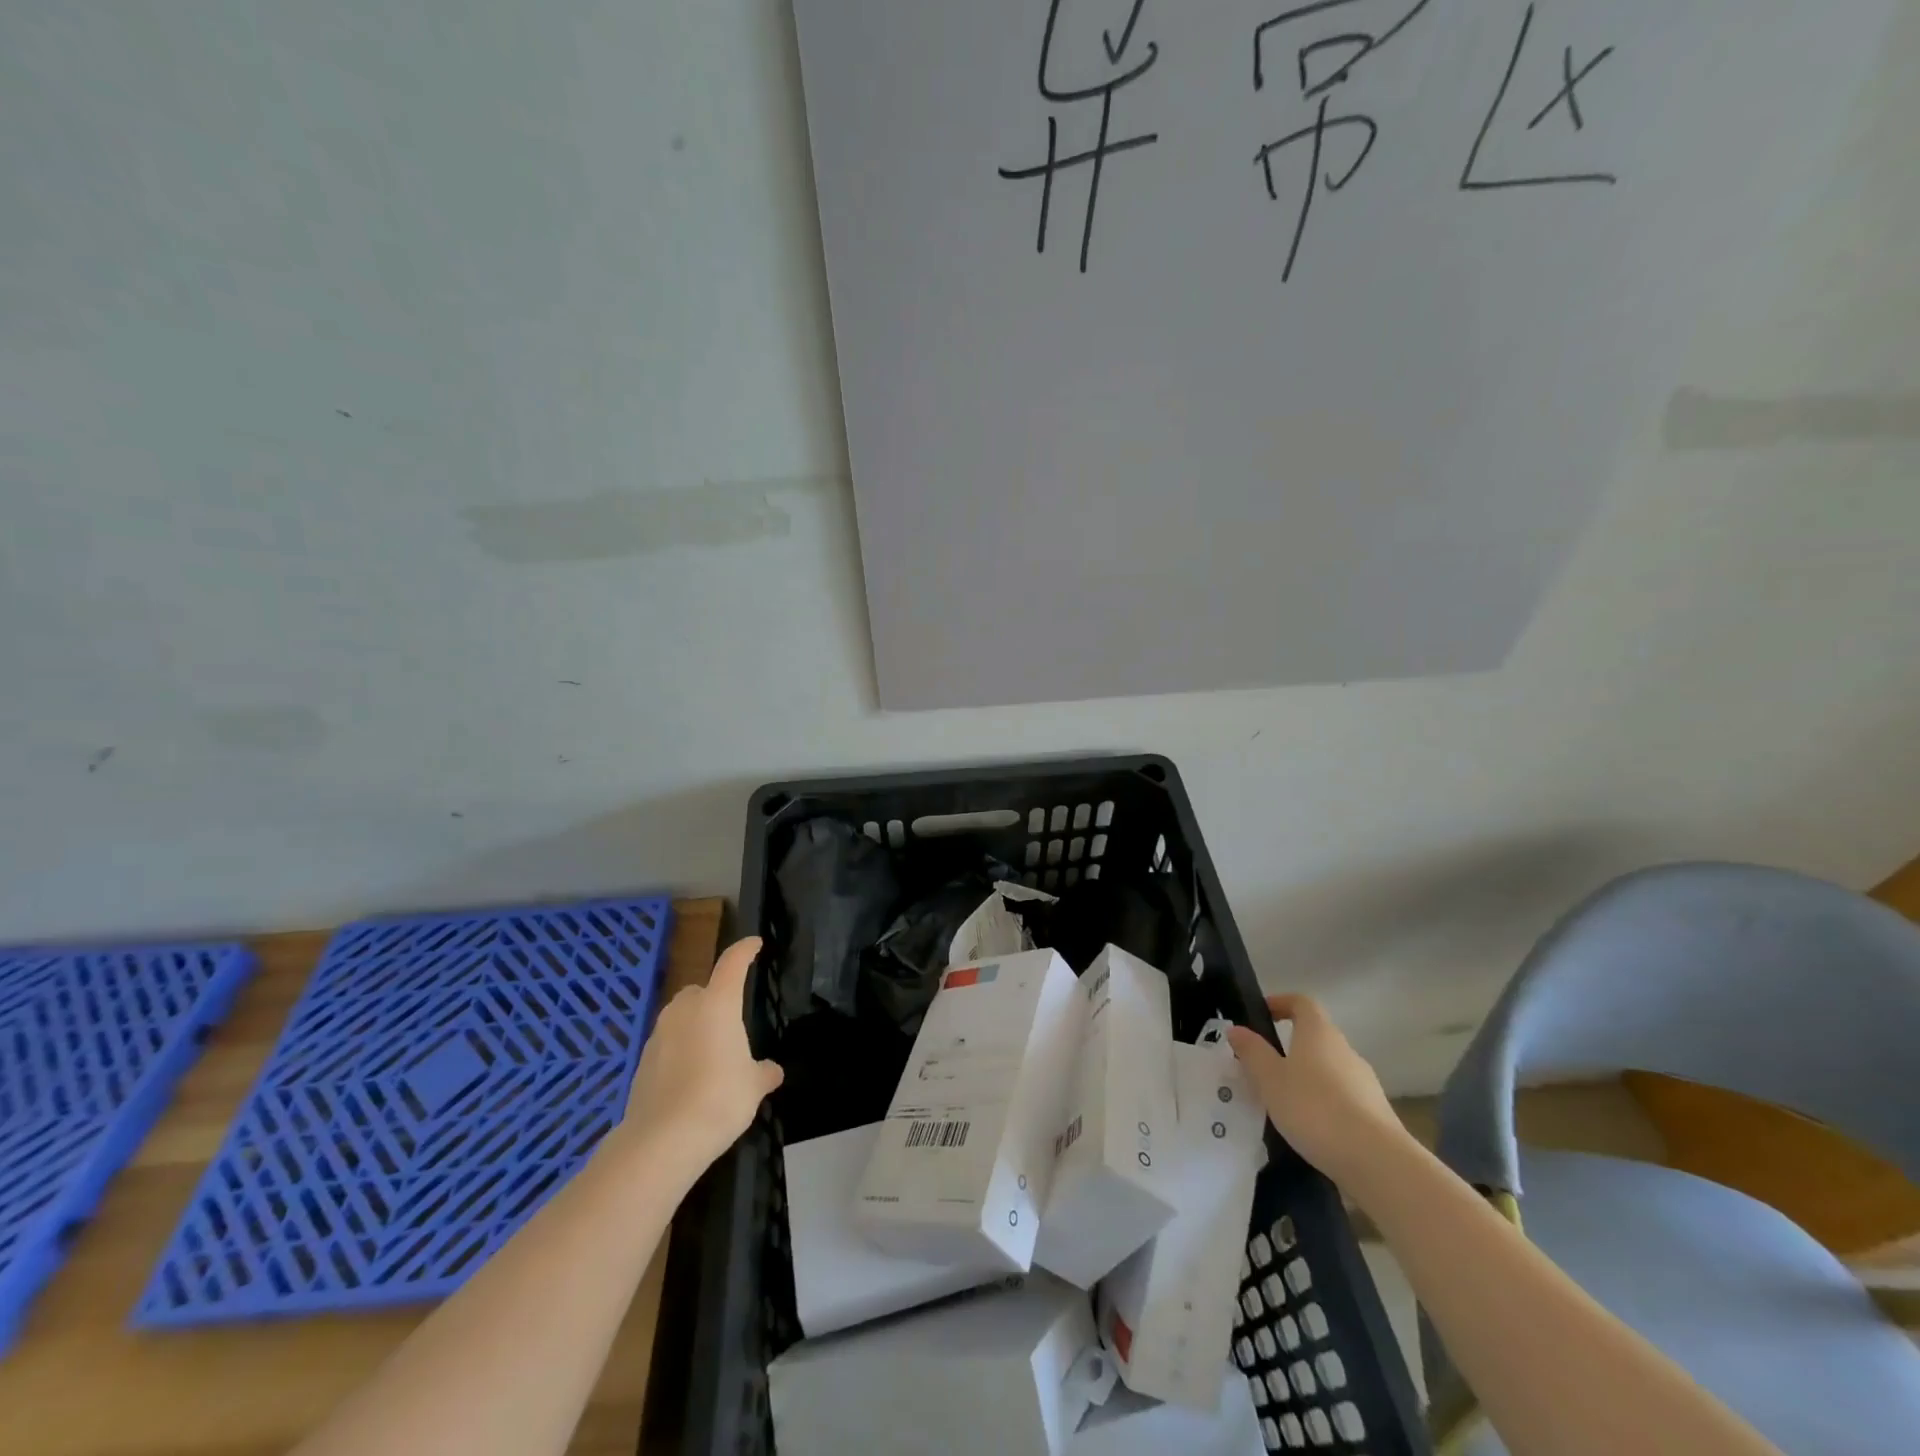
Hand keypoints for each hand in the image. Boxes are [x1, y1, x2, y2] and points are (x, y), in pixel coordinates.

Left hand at [617, 937, 783, 1167]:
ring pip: (680, 1018)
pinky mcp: (642, 1061)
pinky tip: (689, 1080)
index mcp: (718, 1004)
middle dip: (713, 999)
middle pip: (700, 990)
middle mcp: (685, 1010)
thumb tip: (772, 1071)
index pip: (732, 963)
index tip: (754, 944)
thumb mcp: (753, 1086)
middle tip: (729, 1024)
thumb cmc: (719, 1099)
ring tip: (710, 1057)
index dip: (744, 950)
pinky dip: (679, 1052)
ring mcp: (659, 1034)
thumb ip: (763, 1073)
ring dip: (694, 1027)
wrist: (661, 1140)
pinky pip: (667, 1045)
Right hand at [1227, 993, 1408, 1190]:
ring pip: (1329, 1069)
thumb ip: (1252, 1052)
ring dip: (1307, 1078)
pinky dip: (1324, 1104)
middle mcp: (1345, 1050)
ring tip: (1283, 1102)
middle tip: (1263, 1067)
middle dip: (1289, 1047)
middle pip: (1316, 1037)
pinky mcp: (1376, 1114)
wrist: (1378, 1162)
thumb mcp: (1270, 1079)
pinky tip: (1310, 1129)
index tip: (1262, 1015)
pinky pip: (1342, 1098)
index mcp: (1319, 1033)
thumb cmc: (1314, 1108)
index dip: (1281, 1003)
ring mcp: (1365, 1082)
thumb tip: (1237, 1029)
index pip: (1302, 1002)